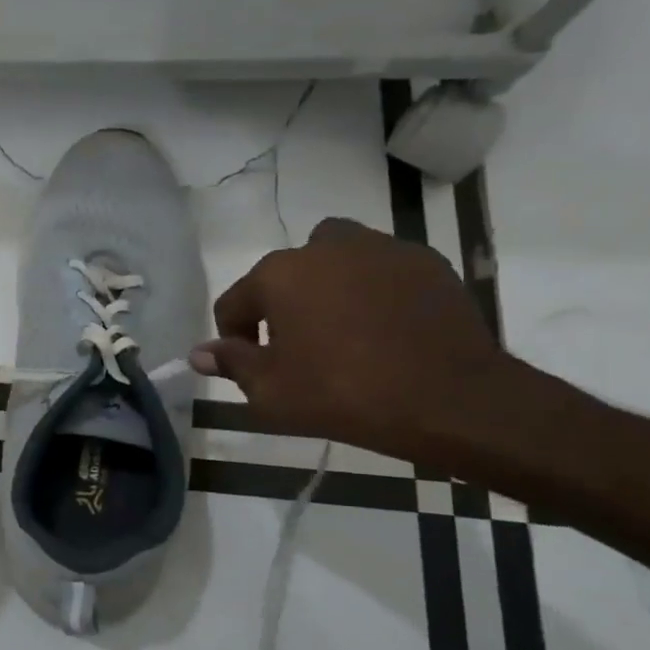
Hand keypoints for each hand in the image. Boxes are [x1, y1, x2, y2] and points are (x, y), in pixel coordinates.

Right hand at [193, 218, 511, 459]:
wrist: (450, 400)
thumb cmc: (342, 394)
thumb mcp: (270, 391)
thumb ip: (231, 363)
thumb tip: (198, 353)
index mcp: (279, 274)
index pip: (235, 302)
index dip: (236, 337)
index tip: (252, 367)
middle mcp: (325, 248)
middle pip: (286, 271)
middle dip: (283, 301)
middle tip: (298, 345)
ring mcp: (381, 250)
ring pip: (337, 259)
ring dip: (328, 285)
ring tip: (341, 329)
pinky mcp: (427, 264)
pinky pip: (382, 270)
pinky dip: (374, 291)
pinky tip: (385, 330)